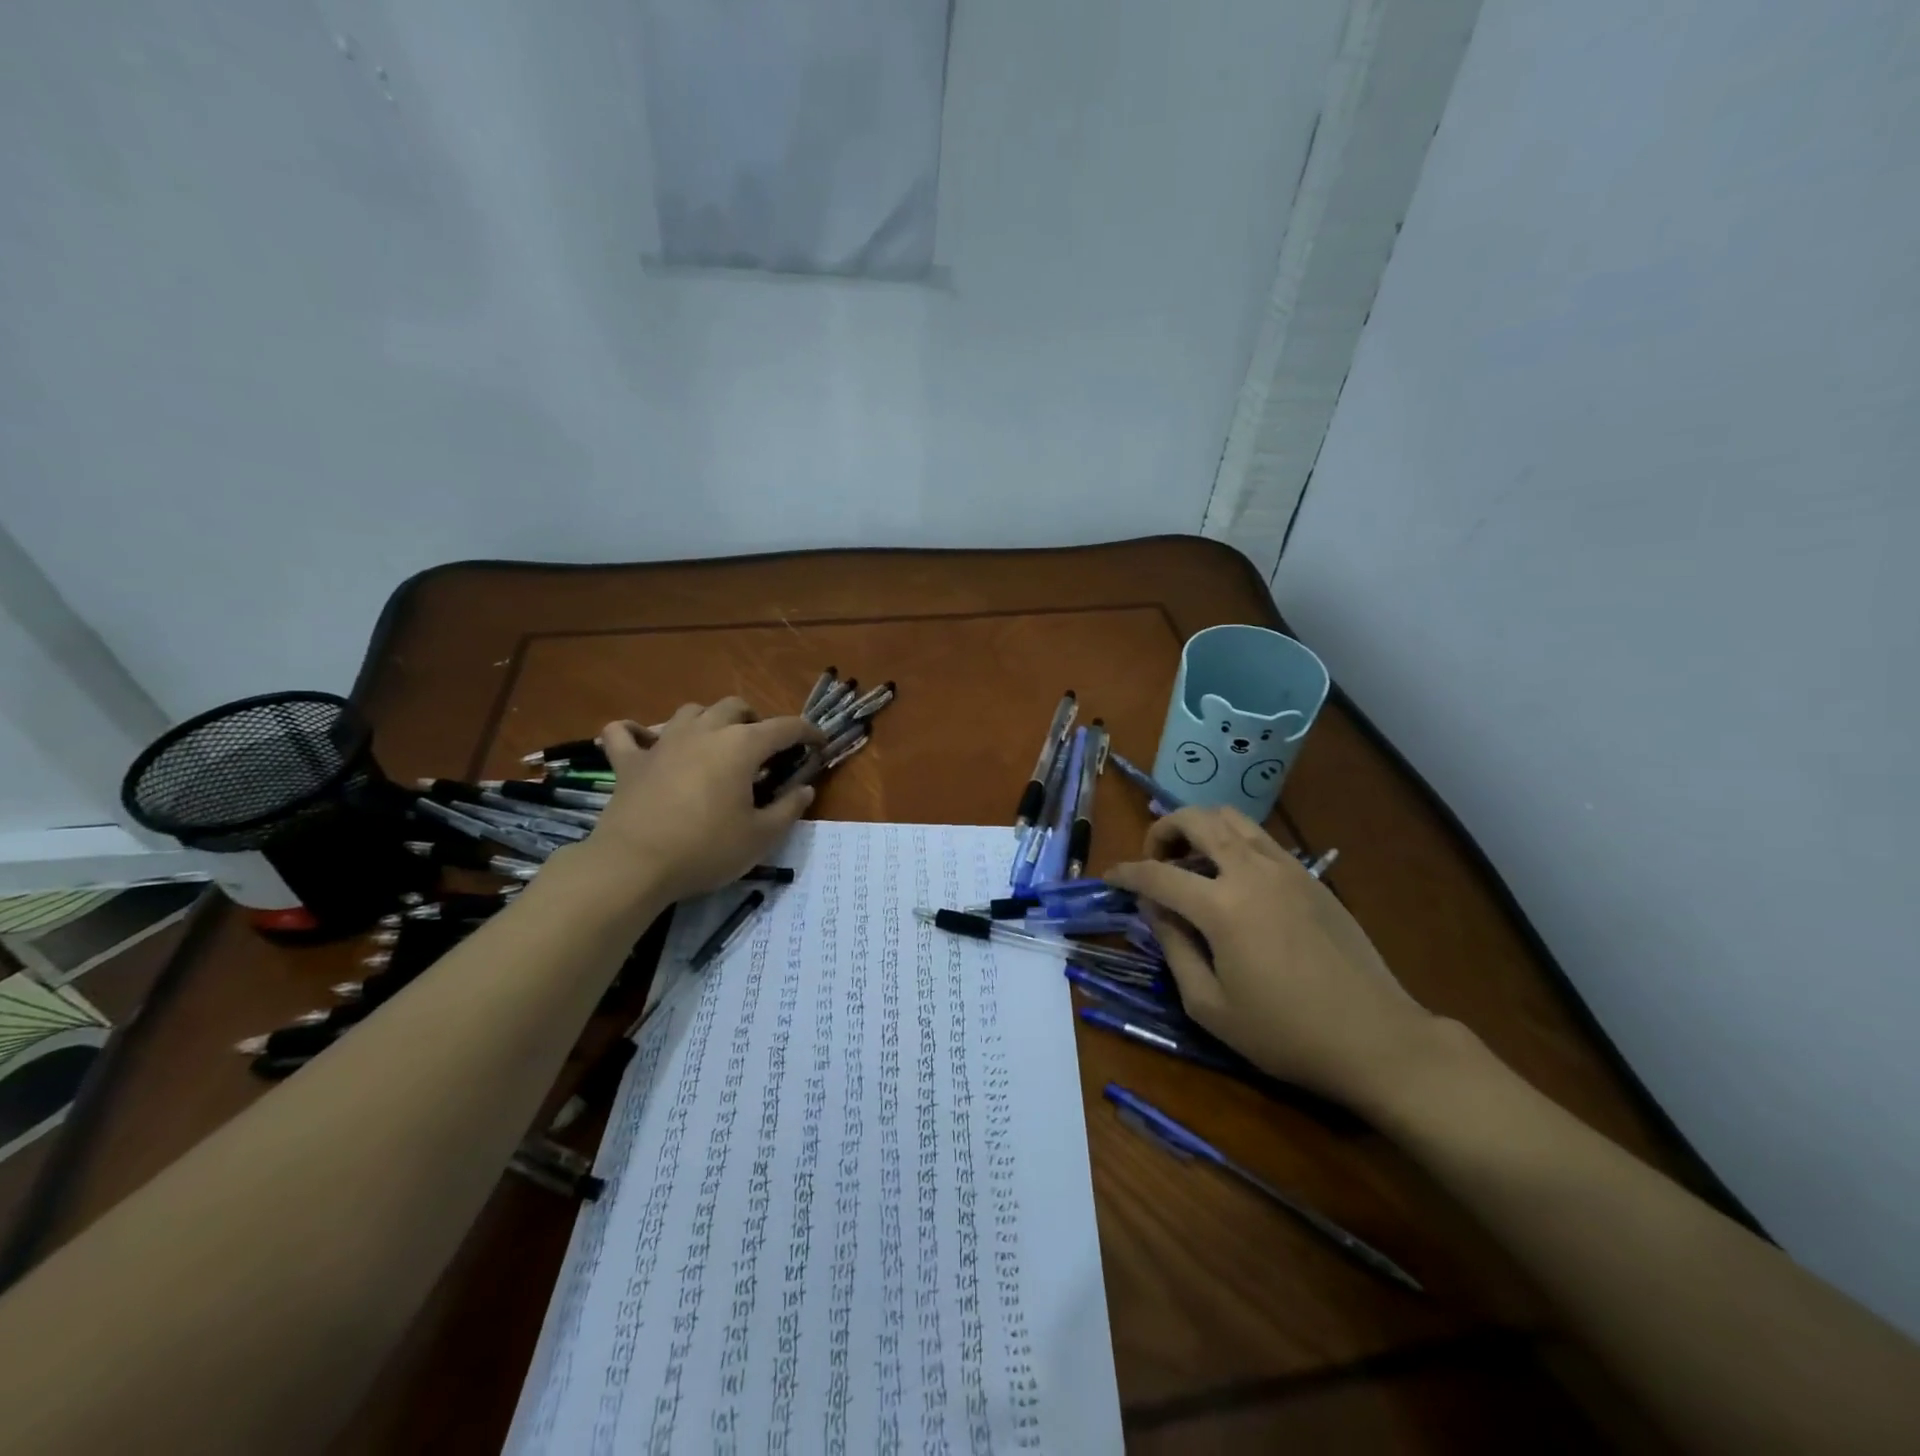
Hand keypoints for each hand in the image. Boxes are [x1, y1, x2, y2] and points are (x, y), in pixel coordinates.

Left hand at [575, 700, 822, 907]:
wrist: (634, 865)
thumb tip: (805, 788)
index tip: (819, 743)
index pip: (784, 727)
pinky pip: (625, 733)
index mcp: (741, 746)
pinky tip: (642, 741)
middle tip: (763, 748)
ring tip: (715, 743)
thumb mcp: (761, 837)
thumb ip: (788, 808)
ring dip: (708, 720)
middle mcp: (704, 732)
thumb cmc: (706, 849)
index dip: (807, 732)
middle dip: (755, 720)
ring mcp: (663, 743)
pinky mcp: (629, 762)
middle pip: (735, 707)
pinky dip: (635, 732)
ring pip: (690, 711)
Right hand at [1105, 806, 1444, 1111]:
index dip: (1125, 873)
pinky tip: (1231, 876)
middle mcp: (1251, 871)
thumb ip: (1174, 948)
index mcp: (1221, 906)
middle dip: (1162, 830)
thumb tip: (1155, 909)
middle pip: (1196, 820)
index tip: (1109, 877)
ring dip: (1200, 827)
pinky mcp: (1310, 876)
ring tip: (1190, 860)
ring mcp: (1286, 867)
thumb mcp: (1210, 1005)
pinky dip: (1232, 840)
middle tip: (1153, 859)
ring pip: (1231, 817)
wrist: (1376, 1039)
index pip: (1157, 874)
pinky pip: (1260, 837)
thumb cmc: (1286, 1033)